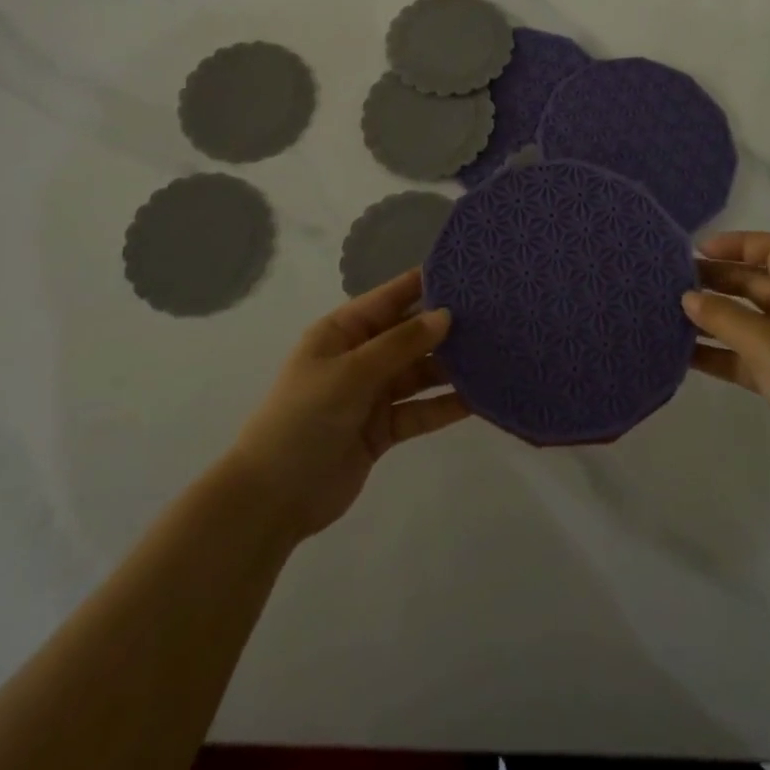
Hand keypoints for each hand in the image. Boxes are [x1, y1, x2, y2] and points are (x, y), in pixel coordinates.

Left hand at [224, 269, 469, 544]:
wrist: (273, 497)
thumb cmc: (303, 418)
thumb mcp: (350, 373)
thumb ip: (400, 344)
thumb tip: (446, 315)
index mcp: (343, 331)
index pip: (391, 298)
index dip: (425, 283)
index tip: (468, 272)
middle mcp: (360, 356)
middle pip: (410, 334)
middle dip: (447, 327)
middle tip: (496, 315)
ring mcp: (372, 393)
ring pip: (420, 372)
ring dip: (451, 367)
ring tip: (496, 354)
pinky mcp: (383, 428)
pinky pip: (420, 409)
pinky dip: (445, 405)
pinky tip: (479, 398)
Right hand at [685, 231, 769, 506]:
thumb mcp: (767, 343)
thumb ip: (723, 316)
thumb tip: (688, 297)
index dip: (738, 243)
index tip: (698, 252)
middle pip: (757, 283)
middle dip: (719, 280)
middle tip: (674, 284)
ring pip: (749, 322)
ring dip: (714, 318)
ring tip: (671, 315)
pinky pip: (746, 357)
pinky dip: (719, 354)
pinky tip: (684, 356)